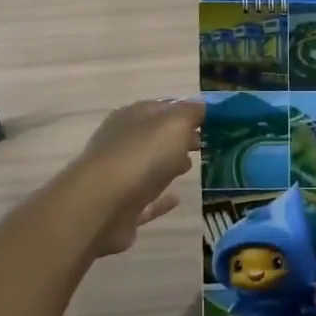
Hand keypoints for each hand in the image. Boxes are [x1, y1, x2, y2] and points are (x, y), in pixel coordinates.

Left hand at [69, 98, 203, 256]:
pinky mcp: (122, 208)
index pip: (163, 107)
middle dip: (180, 138)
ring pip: (149, 166)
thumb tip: (203, 106)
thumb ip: (192, 113)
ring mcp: (119, 176)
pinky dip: (161, 199)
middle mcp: (122, 143)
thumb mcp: (175, 124)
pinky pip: (146, 200)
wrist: (102, 206)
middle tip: (207, 143)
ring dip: (169, 165)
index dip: (187, 111)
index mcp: (132, 117)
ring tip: (195, 166)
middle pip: (156, 137)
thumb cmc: (142, 156)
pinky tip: (178, 198)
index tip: (213, 120)